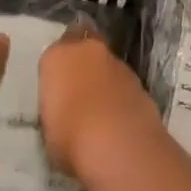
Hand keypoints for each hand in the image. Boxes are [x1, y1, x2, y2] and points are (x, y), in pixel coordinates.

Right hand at [38, 26, 164, 178]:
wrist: (119, 145)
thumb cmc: (69, 136)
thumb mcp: (48, 128)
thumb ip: (55, 110)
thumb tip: (64, 115)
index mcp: (57, 57)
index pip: (55, 52)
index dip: (58, 67)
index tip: (58, 86)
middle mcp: (88, 51)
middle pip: (86, 45)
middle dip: (84, 61)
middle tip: (80, 89)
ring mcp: (119, 65)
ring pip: (108, 65)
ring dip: (105, 80)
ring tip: (101, 111)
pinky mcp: (141, 84)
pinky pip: (125, 85)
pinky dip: (122, 96)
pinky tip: (119, 120)